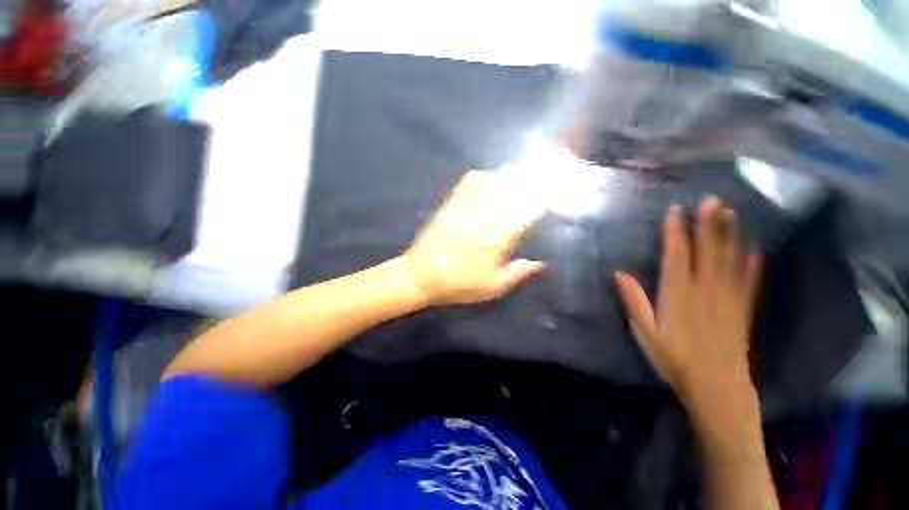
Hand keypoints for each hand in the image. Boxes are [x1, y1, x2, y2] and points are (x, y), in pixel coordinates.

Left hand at [401, 171, 545, 305]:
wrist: (421, 277)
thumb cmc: (457, 286)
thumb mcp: (490, 289)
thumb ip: (515, 274)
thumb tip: (540, 264)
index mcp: (493, 246)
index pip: (518, 221)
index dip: (532, 208)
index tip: (544, 199)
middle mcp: (481, 226)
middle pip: (504, 202)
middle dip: (520, 187)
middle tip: (533, 175)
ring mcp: (463, 216)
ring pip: (485, 193)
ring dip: (500, 180)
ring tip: (513, 169)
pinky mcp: (447, 211)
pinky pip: (462, 191)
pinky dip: (473, 180)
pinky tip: (481, 172)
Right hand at [615, 197, 762, 416]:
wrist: (716, 388)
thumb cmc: (674, 360)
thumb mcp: (645, 333)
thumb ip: (635, 302)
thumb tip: (620, 274)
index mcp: (678, 295)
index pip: (677, 256)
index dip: (676, 232)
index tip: (676, 211)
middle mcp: (705, 291)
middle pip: (708, 252)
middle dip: (709, 225)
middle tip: (712, 200)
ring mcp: (728, 299)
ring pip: (730, 261)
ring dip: (730, 235)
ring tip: (731, 213)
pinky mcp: (742, 310)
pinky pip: (748, 282)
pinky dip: (752, 264)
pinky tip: (755, 249)